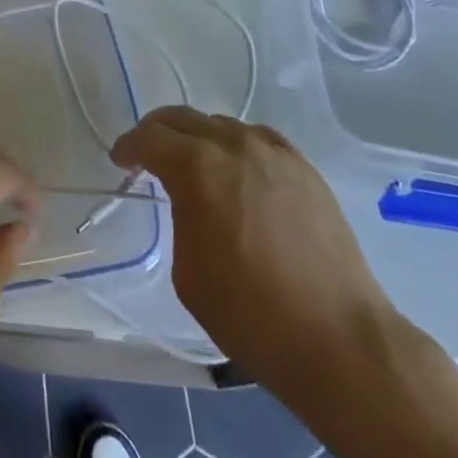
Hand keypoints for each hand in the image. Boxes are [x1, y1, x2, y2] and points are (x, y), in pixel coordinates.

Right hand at [111, 107, 394, 386]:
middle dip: (158, 133)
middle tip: (147, 155)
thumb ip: (181, 217)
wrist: (336, 338)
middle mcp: (234, 145)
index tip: (121, 160)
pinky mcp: (304, 168)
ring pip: (221, 125)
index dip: (128, 147)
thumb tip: (190, 201)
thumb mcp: (188, 271)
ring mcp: (274, 152)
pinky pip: (258, 140)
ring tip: (194, 166)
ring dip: (198, 138)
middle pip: (183, 119)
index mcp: (197, 167)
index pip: (150, 138)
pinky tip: (238, 171)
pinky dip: (237, 146)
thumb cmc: (249, 314)